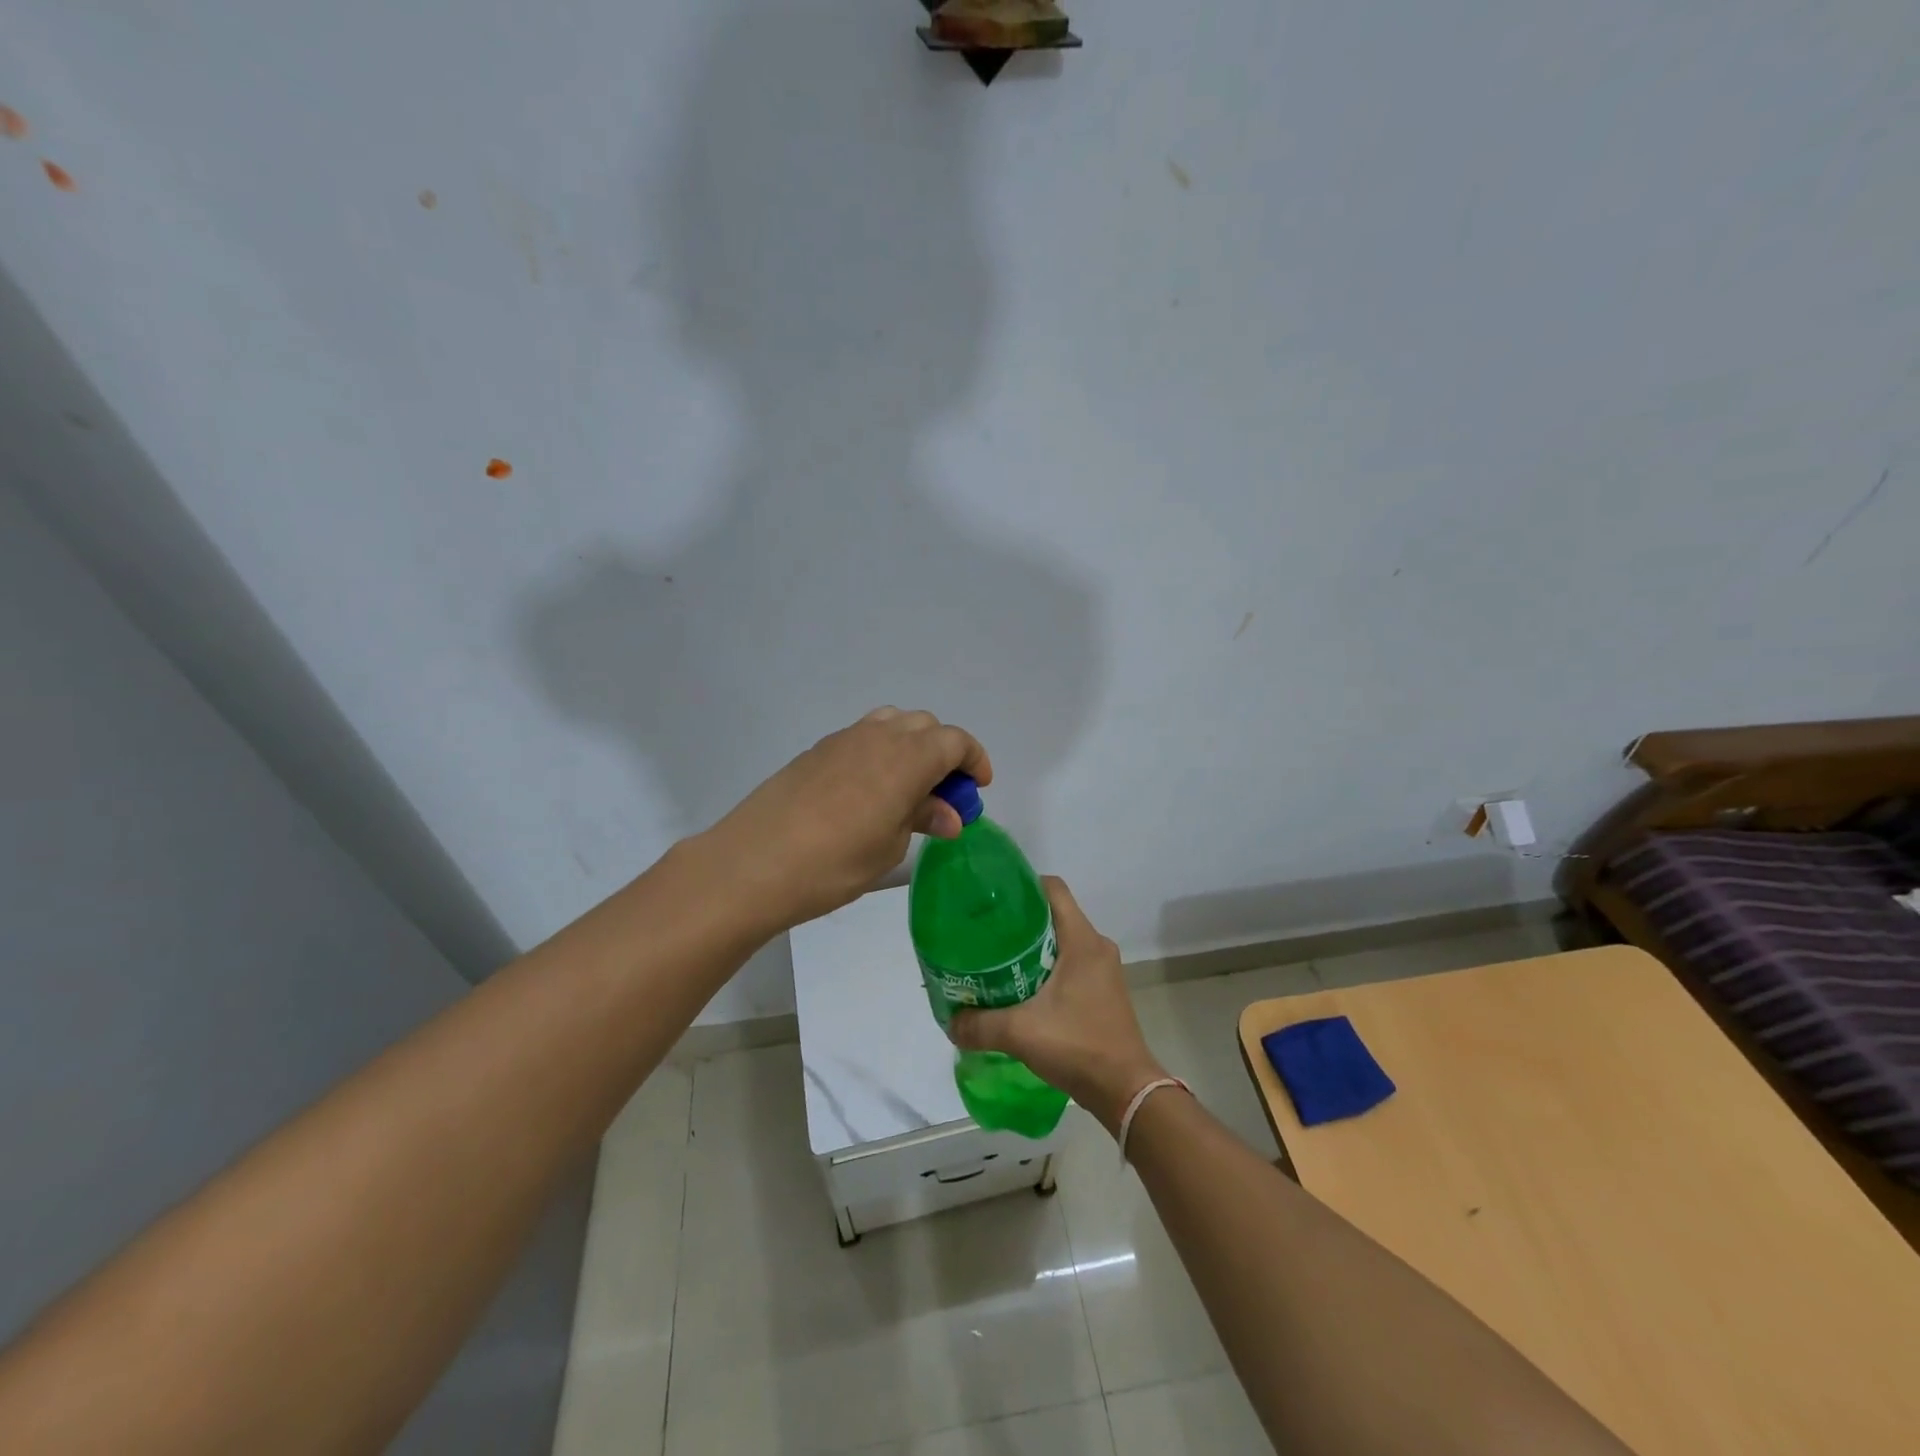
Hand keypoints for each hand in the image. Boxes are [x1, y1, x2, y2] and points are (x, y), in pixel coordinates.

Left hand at [696, 707, 992, 931]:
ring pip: (891, 724)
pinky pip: (861, 738)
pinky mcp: (815, 752)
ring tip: (908, 789)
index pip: (954, 741)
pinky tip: (869, 792)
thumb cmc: (833, 863)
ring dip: (911, 747)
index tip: (978, 788)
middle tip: (944, 795)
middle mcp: (878, 737)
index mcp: (906, 757)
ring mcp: (842, 740)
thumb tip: (948, 814)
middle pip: (925, 726)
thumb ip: (922, 819)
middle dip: (944, 754)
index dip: (974, 760)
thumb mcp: (889, 847)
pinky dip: (880, 754)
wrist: (751, 864)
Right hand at [951, 877, 1167, 1133]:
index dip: (1022, 885)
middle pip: (1054, 914)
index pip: (1053, 888)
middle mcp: (1096, 946)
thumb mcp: (1020, 1032)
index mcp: (1082, 940)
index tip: (992, 899)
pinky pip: (1070, 964)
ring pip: (1062, 941)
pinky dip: (1046, 968)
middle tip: (985, 932)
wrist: (1125, 1090)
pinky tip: (1020, 989)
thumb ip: (980, 1025)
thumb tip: (950, 1022)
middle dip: (1019, 919)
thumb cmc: (1078, 1045)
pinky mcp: (1103, 991)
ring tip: (997, 960)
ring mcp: (1103, 970)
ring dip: (1032, 947)